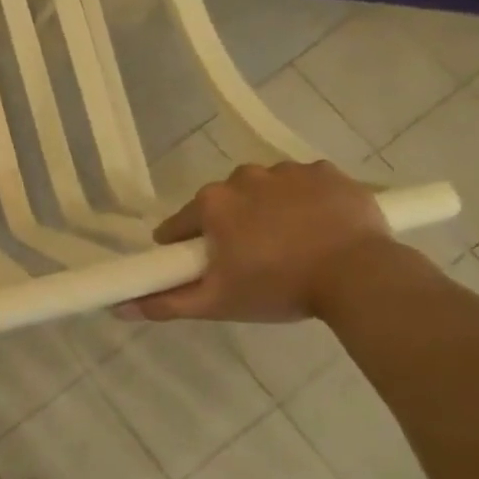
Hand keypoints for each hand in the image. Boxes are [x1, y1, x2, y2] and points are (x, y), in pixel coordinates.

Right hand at [122, 162, 395, 323]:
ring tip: (290, 245)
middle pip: (224, 204)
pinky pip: (305, 184)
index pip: (181, 224)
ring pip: (265, 191)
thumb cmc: (278, 288)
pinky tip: (319, 227)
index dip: (186, 248)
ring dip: (268, 211)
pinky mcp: (327, 171)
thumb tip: (118, 307)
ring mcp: (288, 171)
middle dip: (230, 227)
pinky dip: (307, 201)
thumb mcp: (217, 303)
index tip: (204, 267)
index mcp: (212, 204)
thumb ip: (165, 303)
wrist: (360, 277)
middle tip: (251, 261)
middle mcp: (243, 177)